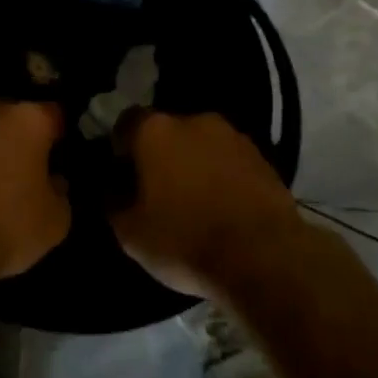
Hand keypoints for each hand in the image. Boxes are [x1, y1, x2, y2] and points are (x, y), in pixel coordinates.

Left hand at [0, 99, 69, 280]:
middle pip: (8, 117)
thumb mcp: (54, 223)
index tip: (56, 156)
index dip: (57, 135)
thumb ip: (59, 194)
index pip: (52, 114)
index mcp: (26, 120)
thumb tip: (53, 182)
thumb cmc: (2, 228)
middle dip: (14, 138)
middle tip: (17, 172)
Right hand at [110, 112, 306, 297]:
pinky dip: (222, 176)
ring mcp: (232, 135)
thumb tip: (113, 189)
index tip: (122, 177)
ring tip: (195, 202)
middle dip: (160, 155)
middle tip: (158, 191)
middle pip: (166, 131)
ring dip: (193, 164)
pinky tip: (223, 208)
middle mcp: (193, 120)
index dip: (120, 149)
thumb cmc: (185, 240)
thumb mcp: (130, 234)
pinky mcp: (263, 157)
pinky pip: (229, 160)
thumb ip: (113, 203)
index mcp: (155, 130)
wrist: (264, 256)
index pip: (126, 123)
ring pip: (200, 144)